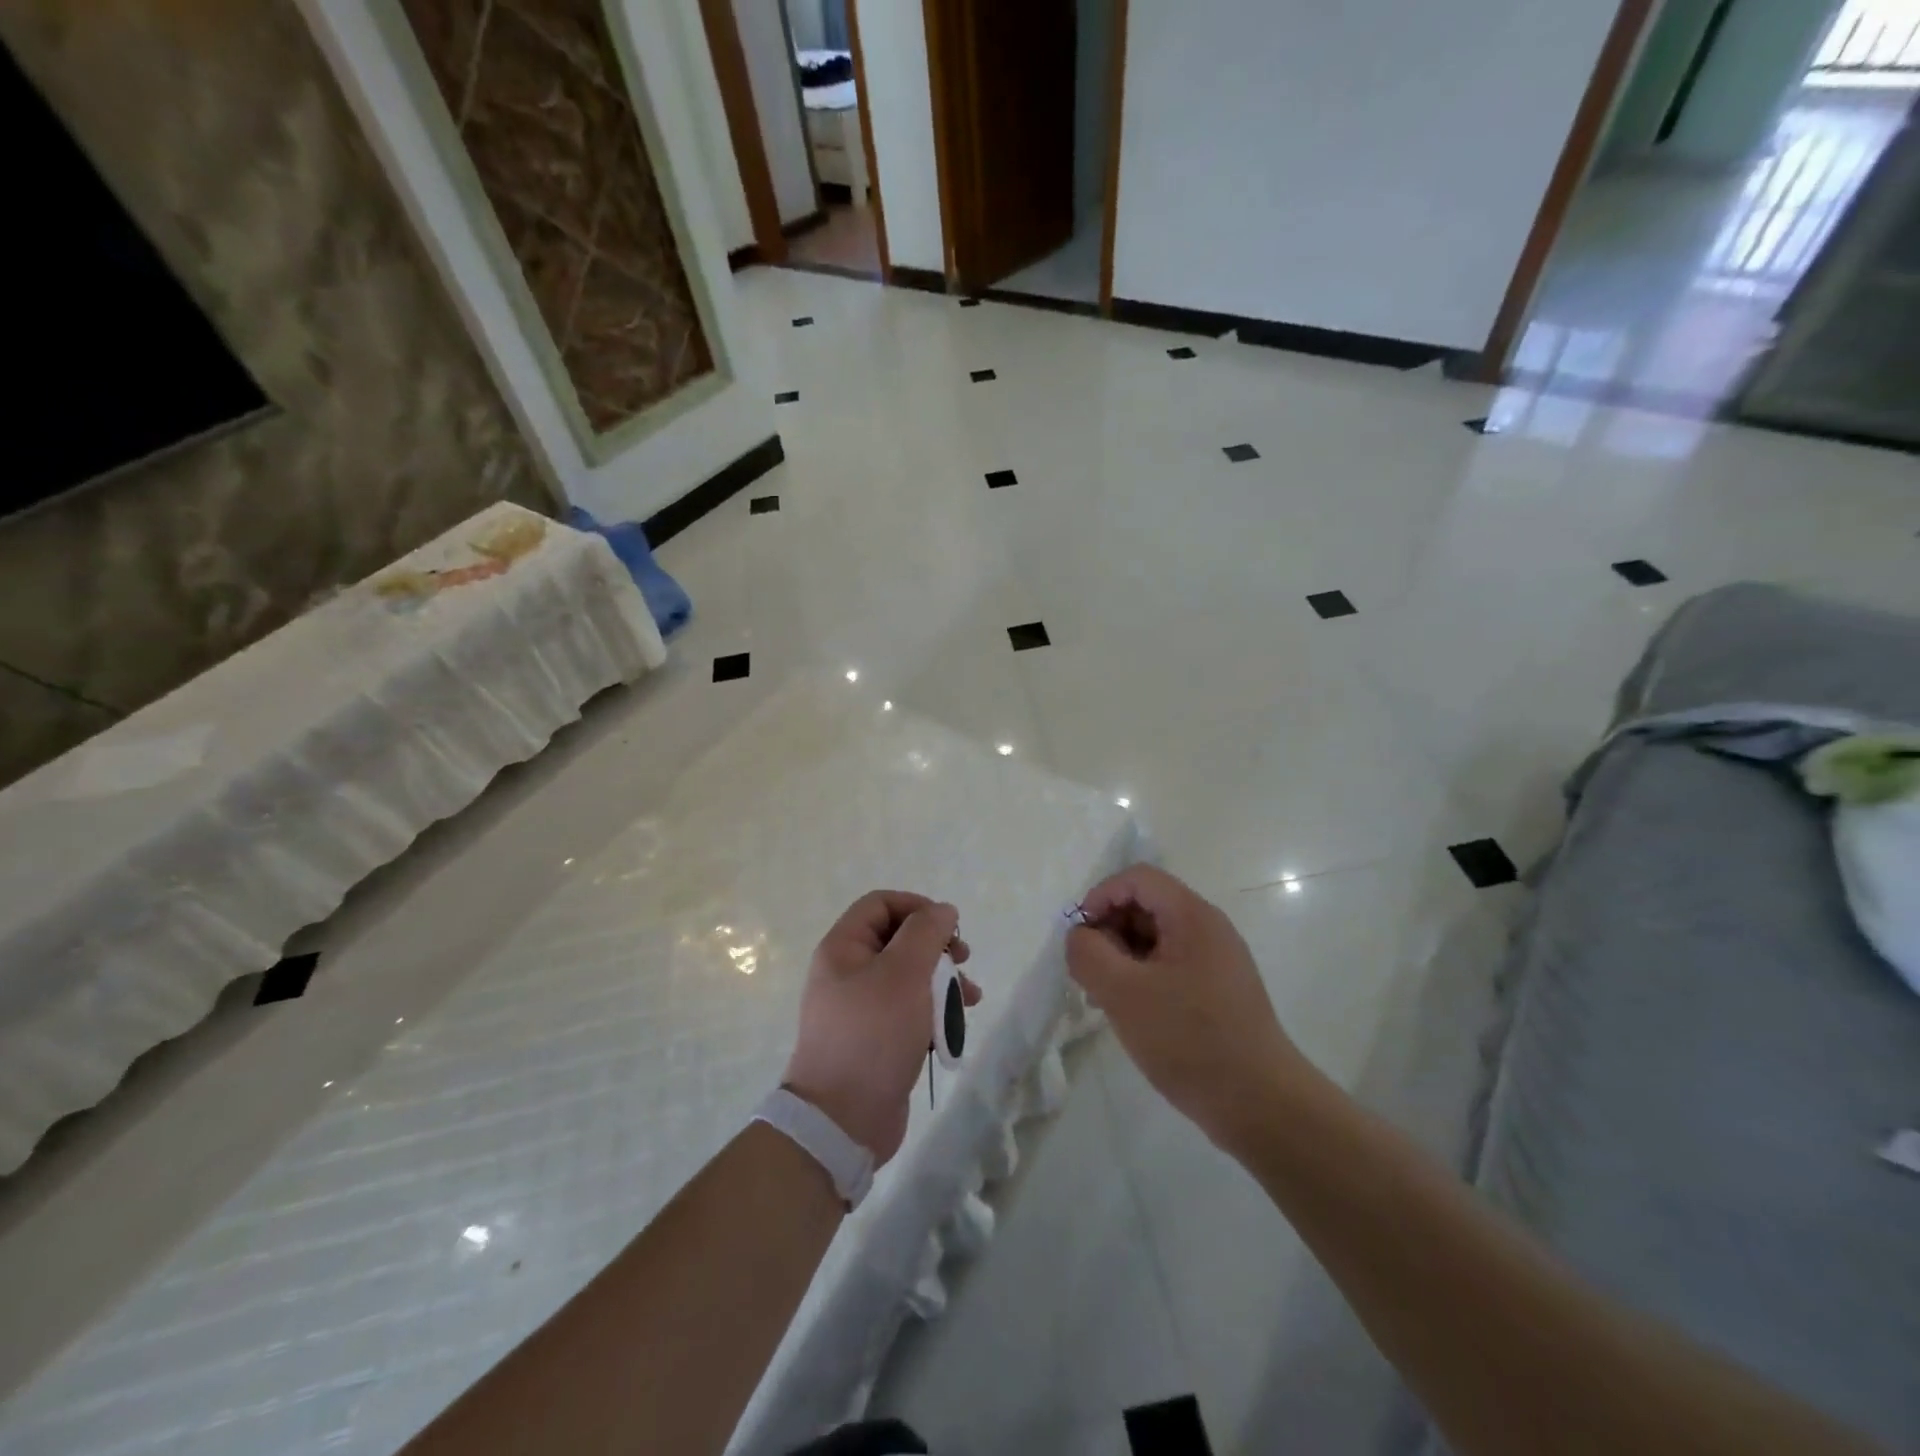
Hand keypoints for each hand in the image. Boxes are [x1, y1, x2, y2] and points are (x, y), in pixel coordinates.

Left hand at [785, 891, 978, 1165]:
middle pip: (898, 939)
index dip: (917, 907)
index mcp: (843, 948)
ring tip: (971, 998)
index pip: (881, 904)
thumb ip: (926, 933)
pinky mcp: (876, 1039)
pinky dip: (933, 1012)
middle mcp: (848, 972)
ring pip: (909, 977)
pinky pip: (908, 1011)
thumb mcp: (903, 973)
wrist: (842, 1120)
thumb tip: (943, 910)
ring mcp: (861, 1008)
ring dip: (943, 981)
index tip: (949, 927)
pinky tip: (955, 1027)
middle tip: (963, 960)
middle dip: (936, 947)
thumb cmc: (873, 1034)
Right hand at [1068, 864, 1312, 1154]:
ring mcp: (1216, 960)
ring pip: (1155, 938)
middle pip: (1146, 905)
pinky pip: (1169, 966)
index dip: (1100, 897)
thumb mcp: (1123, 993)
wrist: (1261, 1105)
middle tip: (1088, 973)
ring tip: (1103, 999)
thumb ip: (1089, 954)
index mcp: (1192, 916)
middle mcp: (1208, 928)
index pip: (1137, 878)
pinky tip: (1131, 1014)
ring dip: (1122, 957)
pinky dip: (1142, 978)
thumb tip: (1079, 936)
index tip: (1080, 938)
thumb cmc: (1189, 1040)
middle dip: (1109, 930)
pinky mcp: (1218, 991)